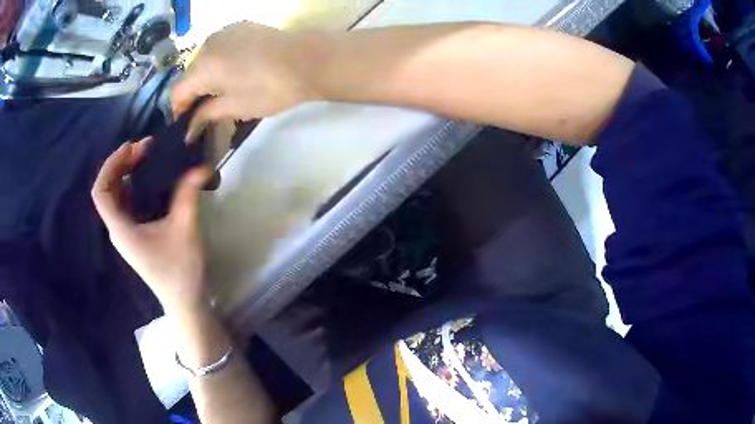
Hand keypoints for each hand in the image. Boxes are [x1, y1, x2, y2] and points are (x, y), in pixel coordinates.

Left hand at [91, 139, 212, 314]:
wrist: (184, 301)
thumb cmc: (181, 270)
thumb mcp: (186, 229)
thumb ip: (189, 194)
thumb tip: (201, 166)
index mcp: (121, 229)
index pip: (101, 192)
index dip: (111, 165)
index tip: (131, 148)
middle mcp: (118, 229)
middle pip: (108, 190)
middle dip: (122, 164)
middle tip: (145, 148)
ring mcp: (125, 232)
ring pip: (117, 195)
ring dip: (128, 173)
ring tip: (147, 156)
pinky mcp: (135, 234)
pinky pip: (127, 202)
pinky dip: (134, 185)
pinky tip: (150, 177)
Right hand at [171, 22, 318, 141]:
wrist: (307, 60)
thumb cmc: (269, 88)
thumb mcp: (234, 107)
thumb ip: (206, 115)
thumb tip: (188, 129)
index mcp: (202, 66)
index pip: (177, 92)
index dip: (179, 112)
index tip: (187, 126)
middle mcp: (207, 44)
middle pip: (190, 74)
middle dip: (193, 94)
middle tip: (204, 113)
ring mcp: (225, 32)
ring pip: (205, 59)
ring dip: (206, 76)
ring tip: (221, 93)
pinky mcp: (241, 26)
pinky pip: (220, 47)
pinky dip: (220, 61)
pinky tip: (233, 71)